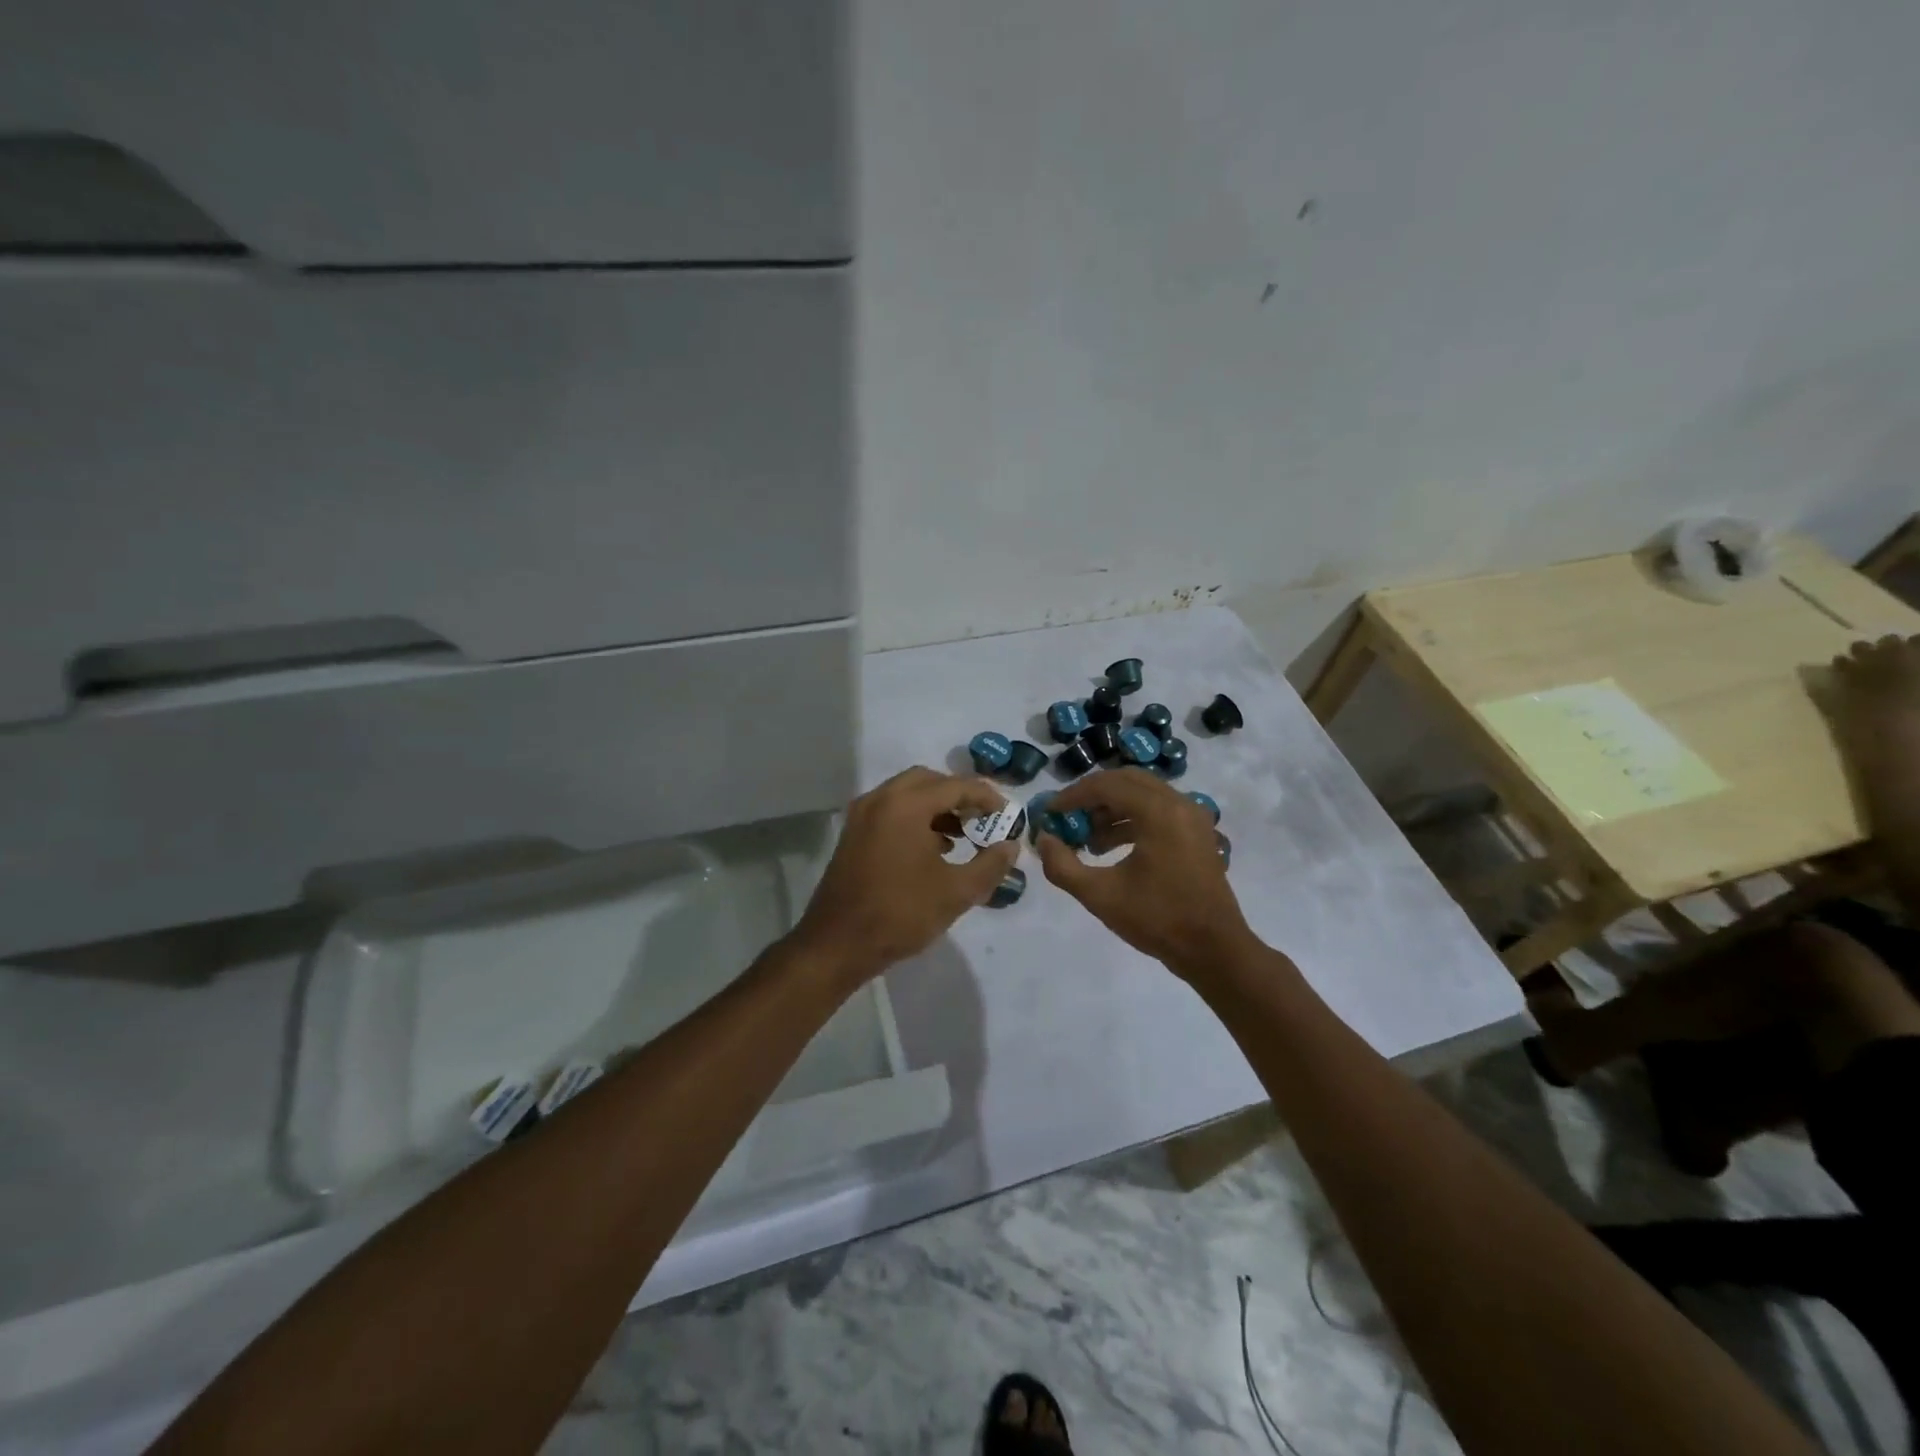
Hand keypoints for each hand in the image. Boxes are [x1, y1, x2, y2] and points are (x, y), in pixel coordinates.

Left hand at [790, 767, 1020, 984]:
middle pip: (929, 780)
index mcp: (906, 805)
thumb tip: (1011, 846)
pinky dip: (915, 818)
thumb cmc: (900, 913)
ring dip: (937, 807)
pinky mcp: (853, 833)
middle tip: (983, 819)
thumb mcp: (956, 892)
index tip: (1008, 816)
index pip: (956, 785)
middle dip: (959, 796)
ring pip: (907, 794)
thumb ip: (990, 865)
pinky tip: (933, 849)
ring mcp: (862, 815)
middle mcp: (881, 799)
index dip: (987, 798)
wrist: (837, 944)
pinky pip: (891, 810)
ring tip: (963, 835)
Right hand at [1035, 768, 1254, 975]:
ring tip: (1088, 839)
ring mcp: (1192, 816)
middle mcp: (1178, 803)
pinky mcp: (1197, 832)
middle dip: (1093, 796)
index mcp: (1158, 812)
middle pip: (1126, 781)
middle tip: (1068, 817)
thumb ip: (1062, 866)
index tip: (1049, 812)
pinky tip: (1112, 848)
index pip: (1106, 785)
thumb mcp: (1100, 895)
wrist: (1213, 950)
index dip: (1072, 796)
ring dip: (1111, 808)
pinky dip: (1132, 818)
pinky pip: (1159, 809)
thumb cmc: (1157, 919)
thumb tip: (1042, 839)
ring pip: (1143, 794)